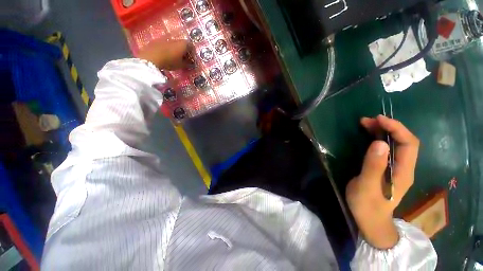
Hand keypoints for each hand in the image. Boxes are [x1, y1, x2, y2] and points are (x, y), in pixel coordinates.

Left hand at [138, 39, 189, 70]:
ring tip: (174, 59)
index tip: (192, 59)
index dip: (192, 53)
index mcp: (182, 44)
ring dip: (175, 50)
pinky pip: (165, 45)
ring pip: (173, 44)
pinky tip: (166, 57)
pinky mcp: (156, 41)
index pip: (191, 46)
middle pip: (182, 44)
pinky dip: (167, 49)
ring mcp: (164, 39)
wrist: (150, 58)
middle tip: (184, 60)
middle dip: (184, 51)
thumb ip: (187, 64)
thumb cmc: (169, 62)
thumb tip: (191, 64)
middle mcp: (174, 39)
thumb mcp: (181, 65)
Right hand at [346, 115, 419, 248]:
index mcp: (403, 171)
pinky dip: (378, 139)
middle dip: (389, 127)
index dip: (397, 128)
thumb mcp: (367, 186)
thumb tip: (380, 143)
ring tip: (366, 125)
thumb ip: (374, 166)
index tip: (378, 119)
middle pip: (404, 141)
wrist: (370, 220)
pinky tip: (368, 137)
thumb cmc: (367, 205)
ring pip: (396, 145)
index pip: (409, 143)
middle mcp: (404, 167)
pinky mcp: (386, 169)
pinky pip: (387, 150)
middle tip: (368, 121)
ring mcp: (396, 169)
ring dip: (383, 132)